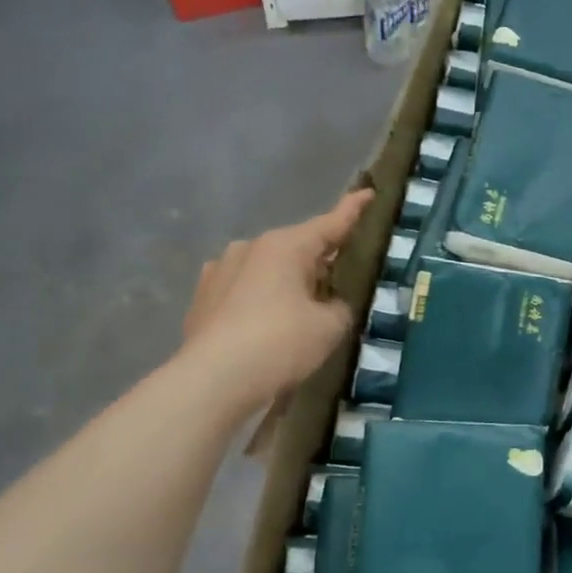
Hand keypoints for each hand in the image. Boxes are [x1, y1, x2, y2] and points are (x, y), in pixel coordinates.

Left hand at [181, 190, 374, 406]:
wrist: (214, 379)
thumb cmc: (281, 343)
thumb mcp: (330, 326)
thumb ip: (339, 307)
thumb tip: (330, 304)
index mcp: (285, 246)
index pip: (330, 224)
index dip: (353, 210)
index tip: (369, 193)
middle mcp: (249, 248)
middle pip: (297, 249)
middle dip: (319, 261)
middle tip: (341, 281)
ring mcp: (219, 271)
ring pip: (268, 270)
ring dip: (287, 283)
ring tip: (302, 311)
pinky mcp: (202, 299)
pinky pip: (244, 291)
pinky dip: (262, 301)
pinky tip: (268, 325)